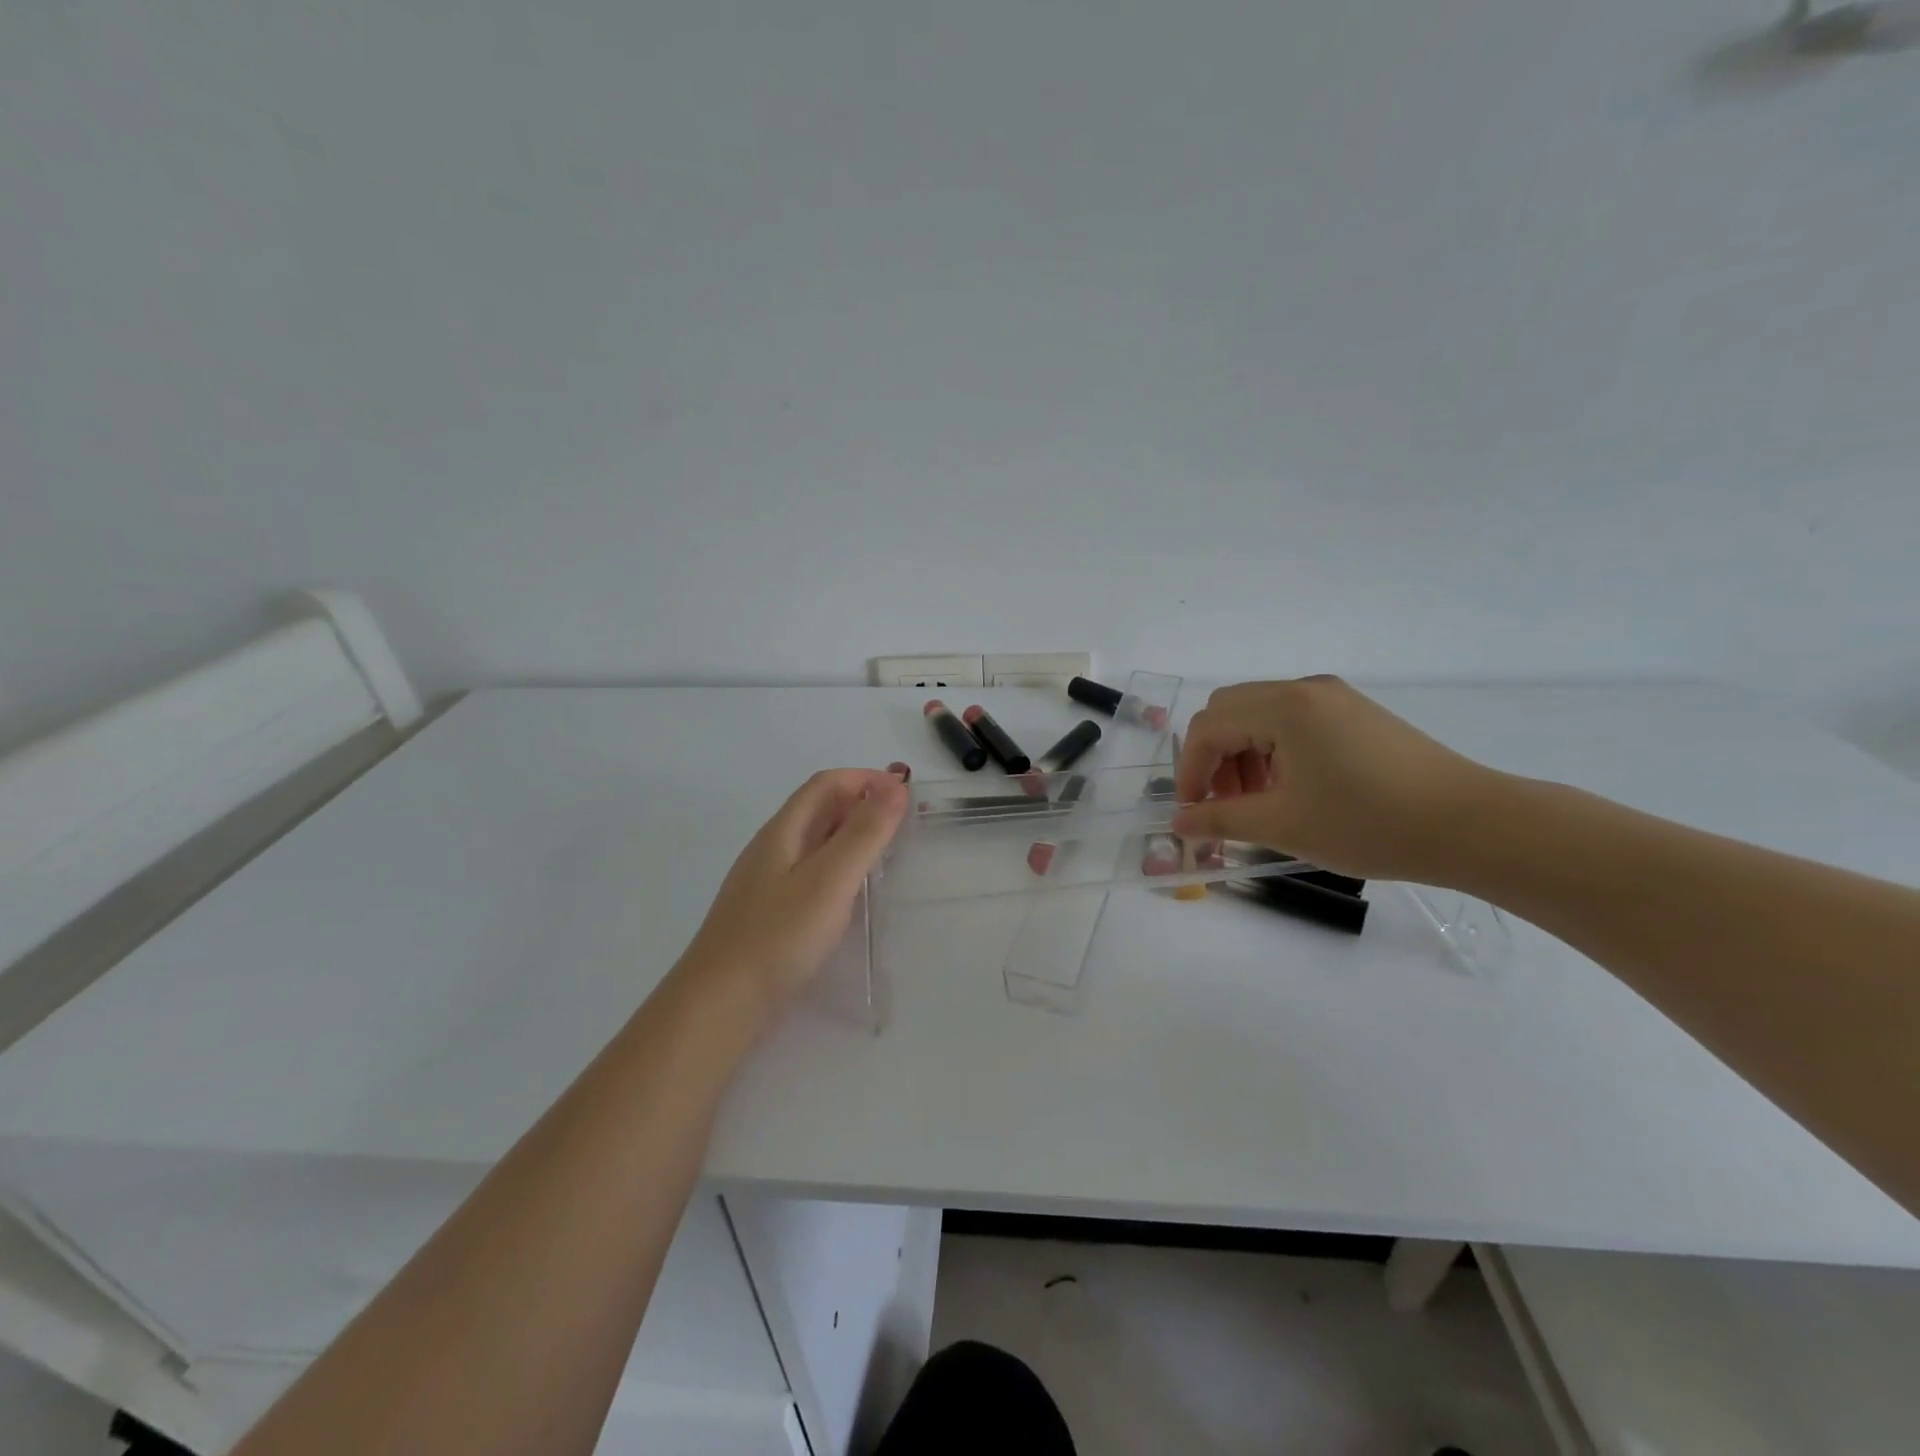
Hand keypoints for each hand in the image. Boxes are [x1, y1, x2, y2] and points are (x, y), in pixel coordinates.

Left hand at [683, 768, 908, 1007]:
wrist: (719, 1006)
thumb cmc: (778, 937)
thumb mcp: (829, 880)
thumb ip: (863, 833)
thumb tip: (895, 785)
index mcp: (783, 831)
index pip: (826, 784)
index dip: (865, 779)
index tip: (905, 793)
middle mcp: (772, 848)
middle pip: (819, 809)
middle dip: (862, 803)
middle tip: (904, 823)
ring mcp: (768, 882)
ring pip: (816, 842)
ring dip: (852, 835)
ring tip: (888, 853)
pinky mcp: (771, 913)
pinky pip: (811, 873)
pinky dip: (840, 867)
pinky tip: (853, 893)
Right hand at [1172, 677, 1494, 883]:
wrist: (1471, 825)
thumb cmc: (1369, 824)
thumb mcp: (1284, 825)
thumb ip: (1221, 820)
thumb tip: (1178, 823)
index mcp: (1283, 707)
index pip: (1209, 727)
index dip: (1190, 771)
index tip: (1193, 814)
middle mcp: (1304, 689)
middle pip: (1229, 712)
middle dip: (1215, 759)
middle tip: (1225, 805)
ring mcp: (1333, 698)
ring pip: (1259, 716)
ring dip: (1243, 756)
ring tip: (1260, 804)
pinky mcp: (1354, 713)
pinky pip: (1292, 721)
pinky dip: (1274, 751)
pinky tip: (1293, 790)